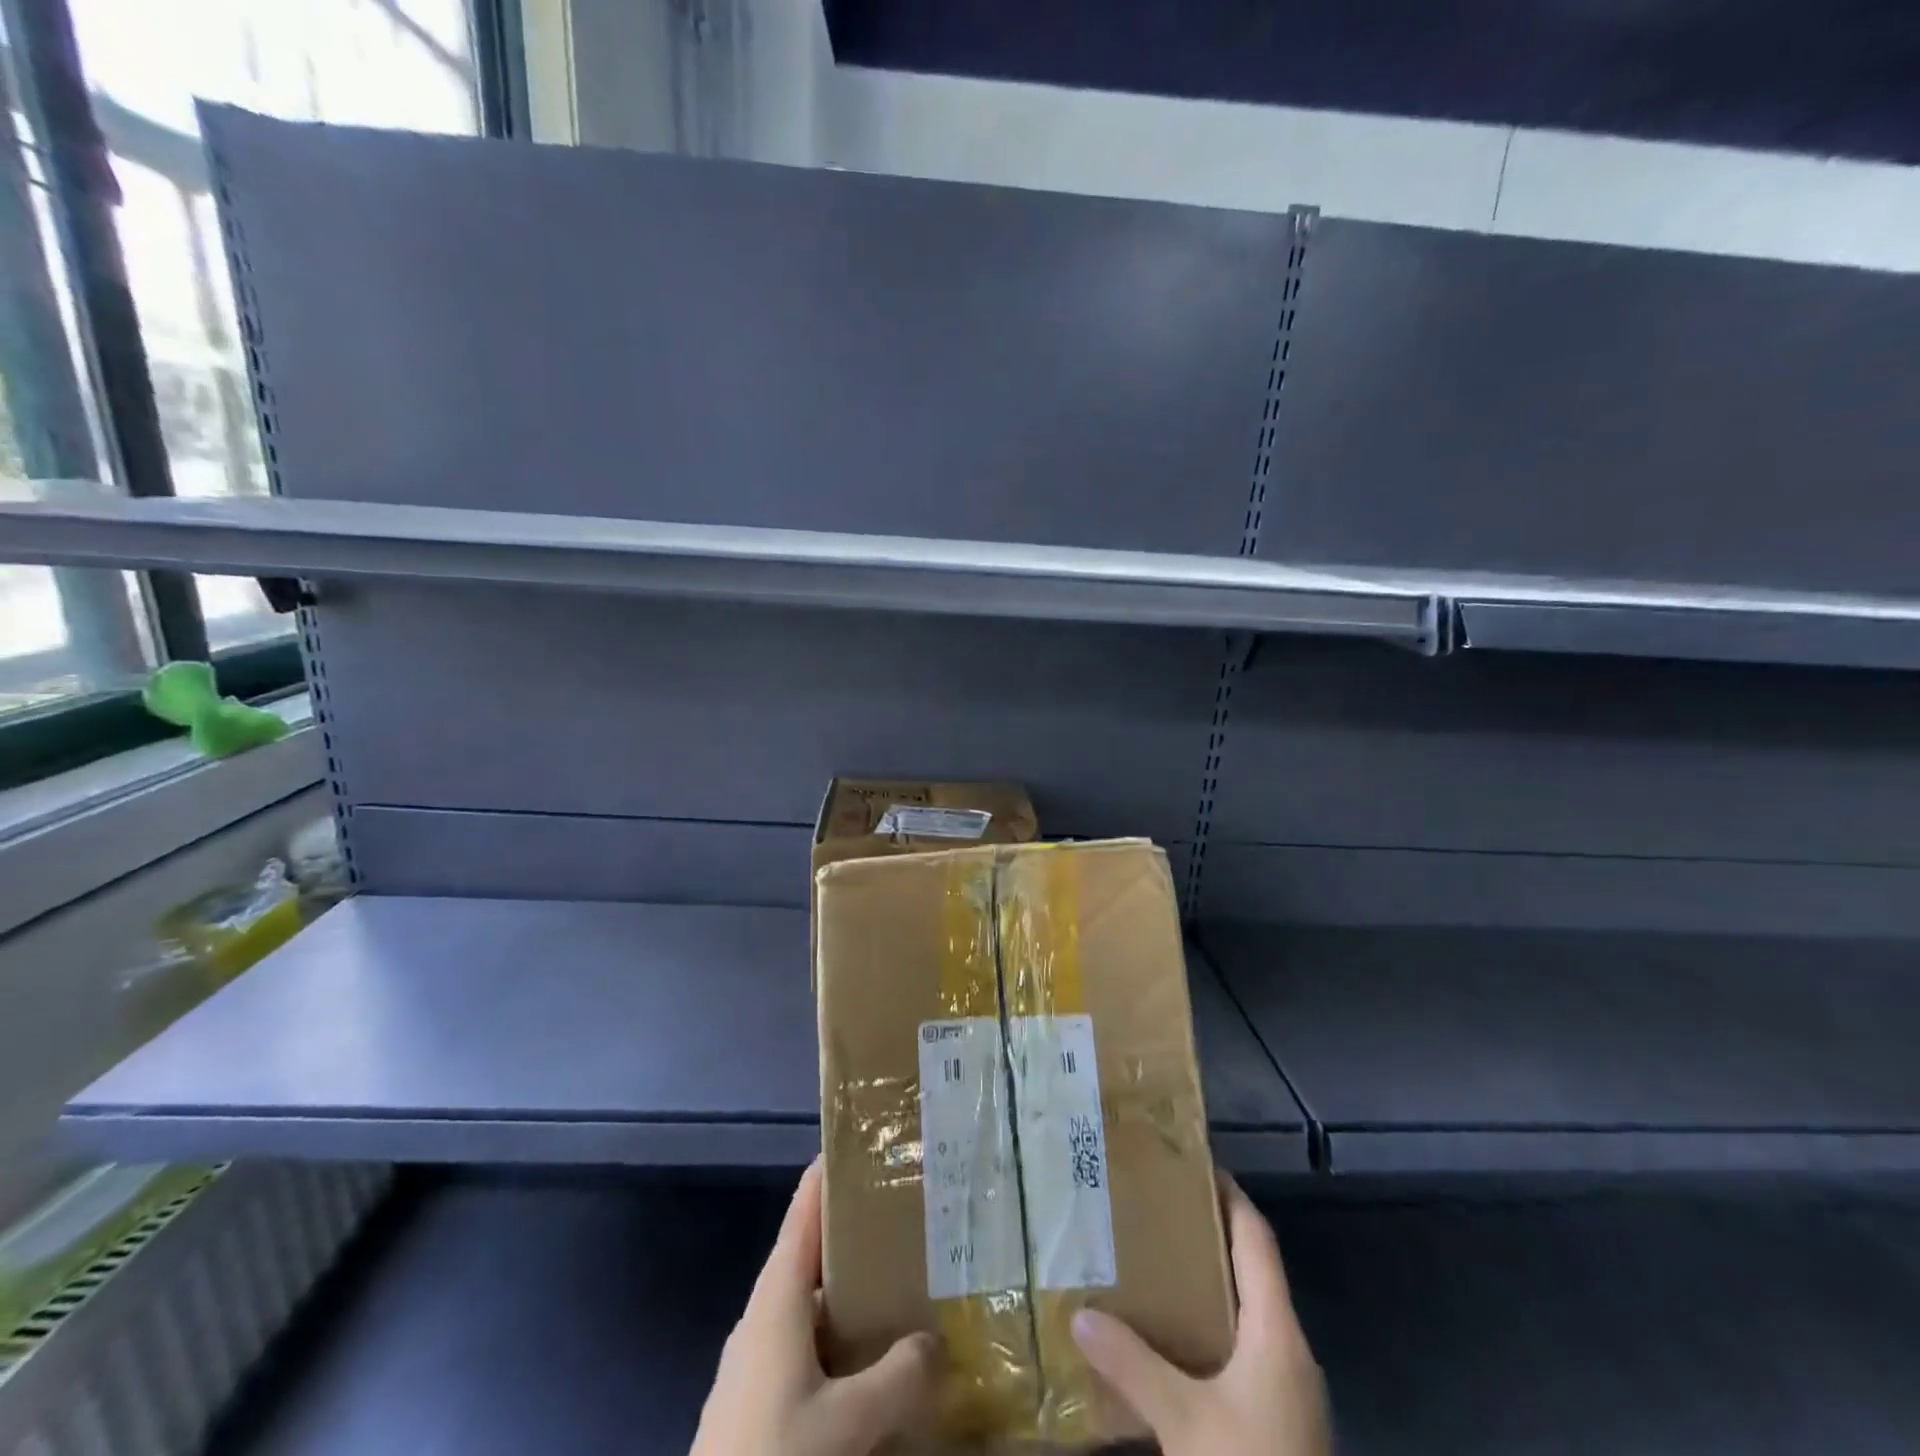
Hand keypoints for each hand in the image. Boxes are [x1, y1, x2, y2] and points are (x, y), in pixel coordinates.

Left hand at [691, 1159, 939, 1455]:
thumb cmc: (772, 1453)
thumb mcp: (848, 1422)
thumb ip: (899, 1377)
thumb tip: (936, 1341)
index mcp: (777, 1296)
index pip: (805, 1211)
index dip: (830, 1173)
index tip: (866, 1144)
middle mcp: (762, 1313)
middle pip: (809, 1250)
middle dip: (852, 1228)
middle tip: (903, 1211)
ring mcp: (754, 1355)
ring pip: (807, 1298)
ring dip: (845, 1283)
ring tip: (894, 1276)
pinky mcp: (754, 1394)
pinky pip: (802, 1338)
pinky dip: (834, 1327)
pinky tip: (862, 1353)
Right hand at [1071, 1175, 1329, 1455]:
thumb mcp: (1183, 1421)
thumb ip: (1132, 1365)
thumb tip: (1080, 1314)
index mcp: (1277, 1332)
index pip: (1257, 1239)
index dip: (1230, 1196)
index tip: (1193, 1164)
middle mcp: (1289, 1350)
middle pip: (1252, 1273)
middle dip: (1208, 1238)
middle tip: (1157, 1210)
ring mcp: (1288, 1391)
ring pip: (1247, 1316)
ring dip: (1208, 1287)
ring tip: (1156, 1266)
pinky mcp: (1279, 1422)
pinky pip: (1244, 1353)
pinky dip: (1211, 1330)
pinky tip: (1173, 1342)